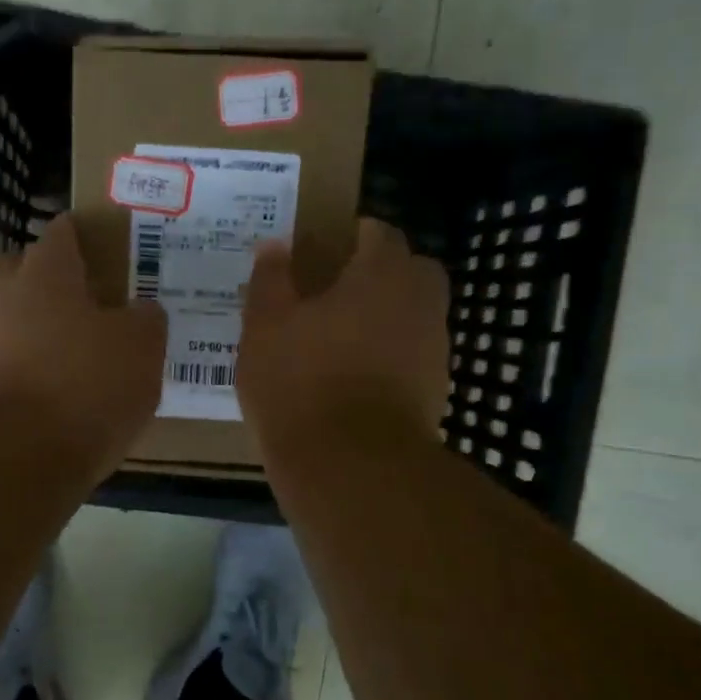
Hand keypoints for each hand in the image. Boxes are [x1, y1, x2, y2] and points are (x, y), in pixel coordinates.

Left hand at [0, 213, 167, 477]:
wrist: (9, 457)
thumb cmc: (83, 388)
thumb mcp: (140, 351)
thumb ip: (145, 322)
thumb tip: (141, 312)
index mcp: (45, 276)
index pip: (61, 234)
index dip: (81, 236)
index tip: (100, 247)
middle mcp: (0, 299)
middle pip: (12, 269)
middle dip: (38, 278)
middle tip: (76, 302)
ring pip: (0, 321)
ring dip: (27, 332)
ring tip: (66, 364)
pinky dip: (17, 375)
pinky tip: (46, 403)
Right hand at [237, 218, 450, 452]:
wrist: (351, 466)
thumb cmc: (301, 382)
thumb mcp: (265, 326)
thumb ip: (270, 279)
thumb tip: (276, 246)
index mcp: (382, 274)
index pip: (380, 232)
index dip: (353, 236)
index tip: (325, 251)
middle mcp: (420, 302)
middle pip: (411, 271)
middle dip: (382, 274)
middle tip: (339, 292)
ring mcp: (434, 349)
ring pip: (415, 315)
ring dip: (387, 318)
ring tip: (341, 340)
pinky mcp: (435, 391)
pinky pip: (414, 357)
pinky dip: (392, 358)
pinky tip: (355, 379)